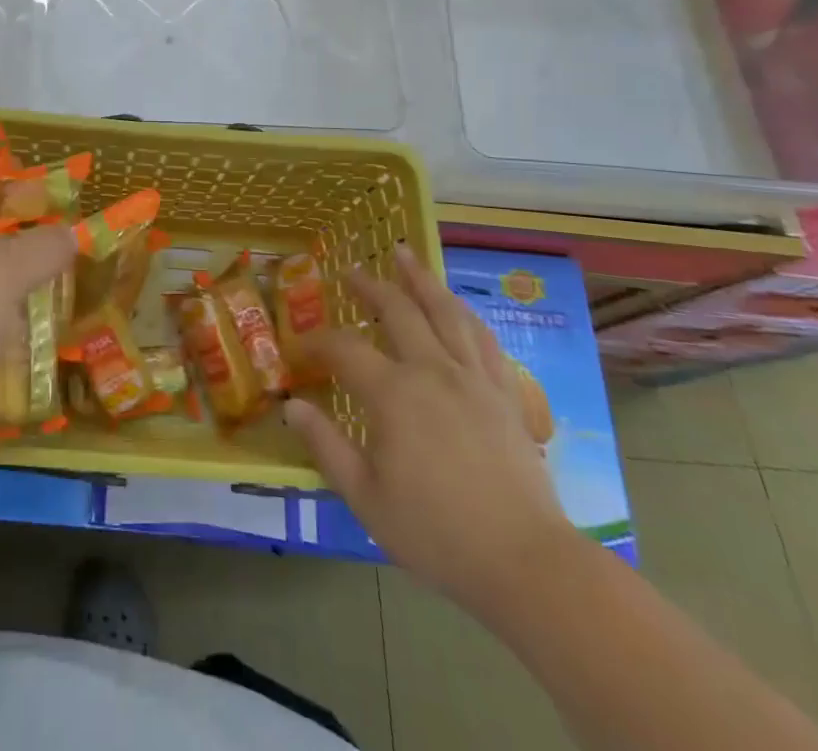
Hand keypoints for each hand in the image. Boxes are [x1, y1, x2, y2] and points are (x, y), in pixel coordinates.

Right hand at [283, 247, 575, 616]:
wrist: (526, 562)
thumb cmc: (437, 533)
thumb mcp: (365, 497)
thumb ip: (326, 446)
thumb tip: (291, 406)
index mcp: (394, 394)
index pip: (345, 350)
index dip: (318, 343)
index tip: (301, 348)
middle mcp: (433, 370)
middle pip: (398, 311)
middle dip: (370, 286)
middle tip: (352, 270)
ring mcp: (474, 378)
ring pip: (445, 311)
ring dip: (421, 279)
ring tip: (405, 255)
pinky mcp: (506, 393)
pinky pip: (484, 338)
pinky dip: (465, 313)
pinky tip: (457, 306)